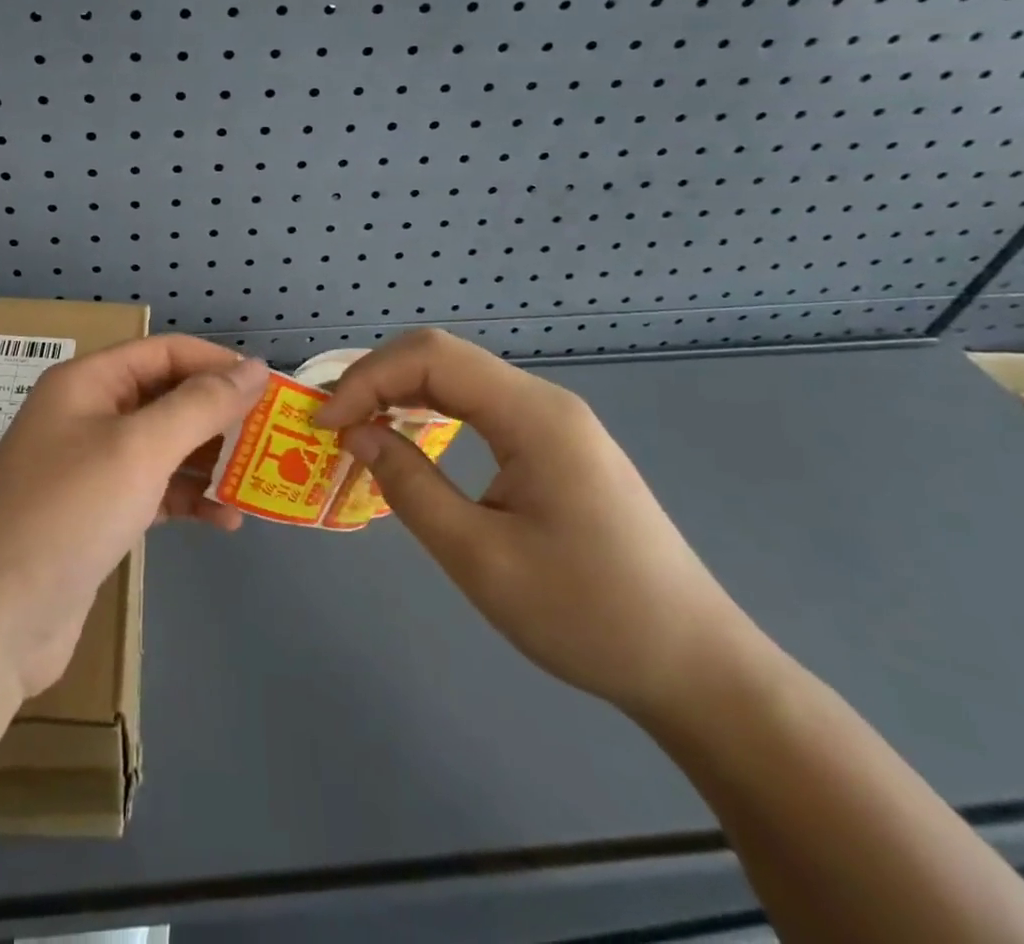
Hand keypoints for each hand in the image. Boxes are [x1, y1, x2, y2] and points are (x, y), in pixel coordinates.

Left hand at [0, 337, 267, 697]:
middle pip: (165, 398)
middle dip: (218, 417)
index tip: (270, 391)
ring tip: (258, 485)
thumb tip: (254, 367)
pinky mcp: (96, 513)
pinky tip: (224, 521)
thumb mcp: (139, 449)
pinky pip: (152, 489)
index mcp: (87, 383)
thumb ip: (200, 405)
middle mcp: (86, 415)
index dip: (218, 364)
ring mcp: (88, 466)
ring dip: (209, 462)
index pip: (164, 353)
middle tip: (273, 441)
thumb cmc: (68, 514)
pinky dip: (187, 499)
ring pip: (163, 447)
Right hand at [316, 331, 754, 718]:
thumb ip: (410, 487)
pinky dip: (429, 411)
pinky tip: (407, 438)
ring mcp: (553, 421)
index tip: (326, 424)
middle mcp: (543, 402)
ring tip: (357, 428)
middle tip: (334, 424)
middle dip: (376, 379)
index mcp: (533, 416)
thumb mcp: (481, 559)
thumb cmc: (588, 616)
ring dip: (399, 392)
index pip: (431, 358)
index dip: (367, 378)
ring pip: (457, 377)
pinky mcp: (554, 444)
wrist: (697, 667)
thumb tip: (356, 434)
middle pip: (441, 356)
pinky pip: (477, 405)